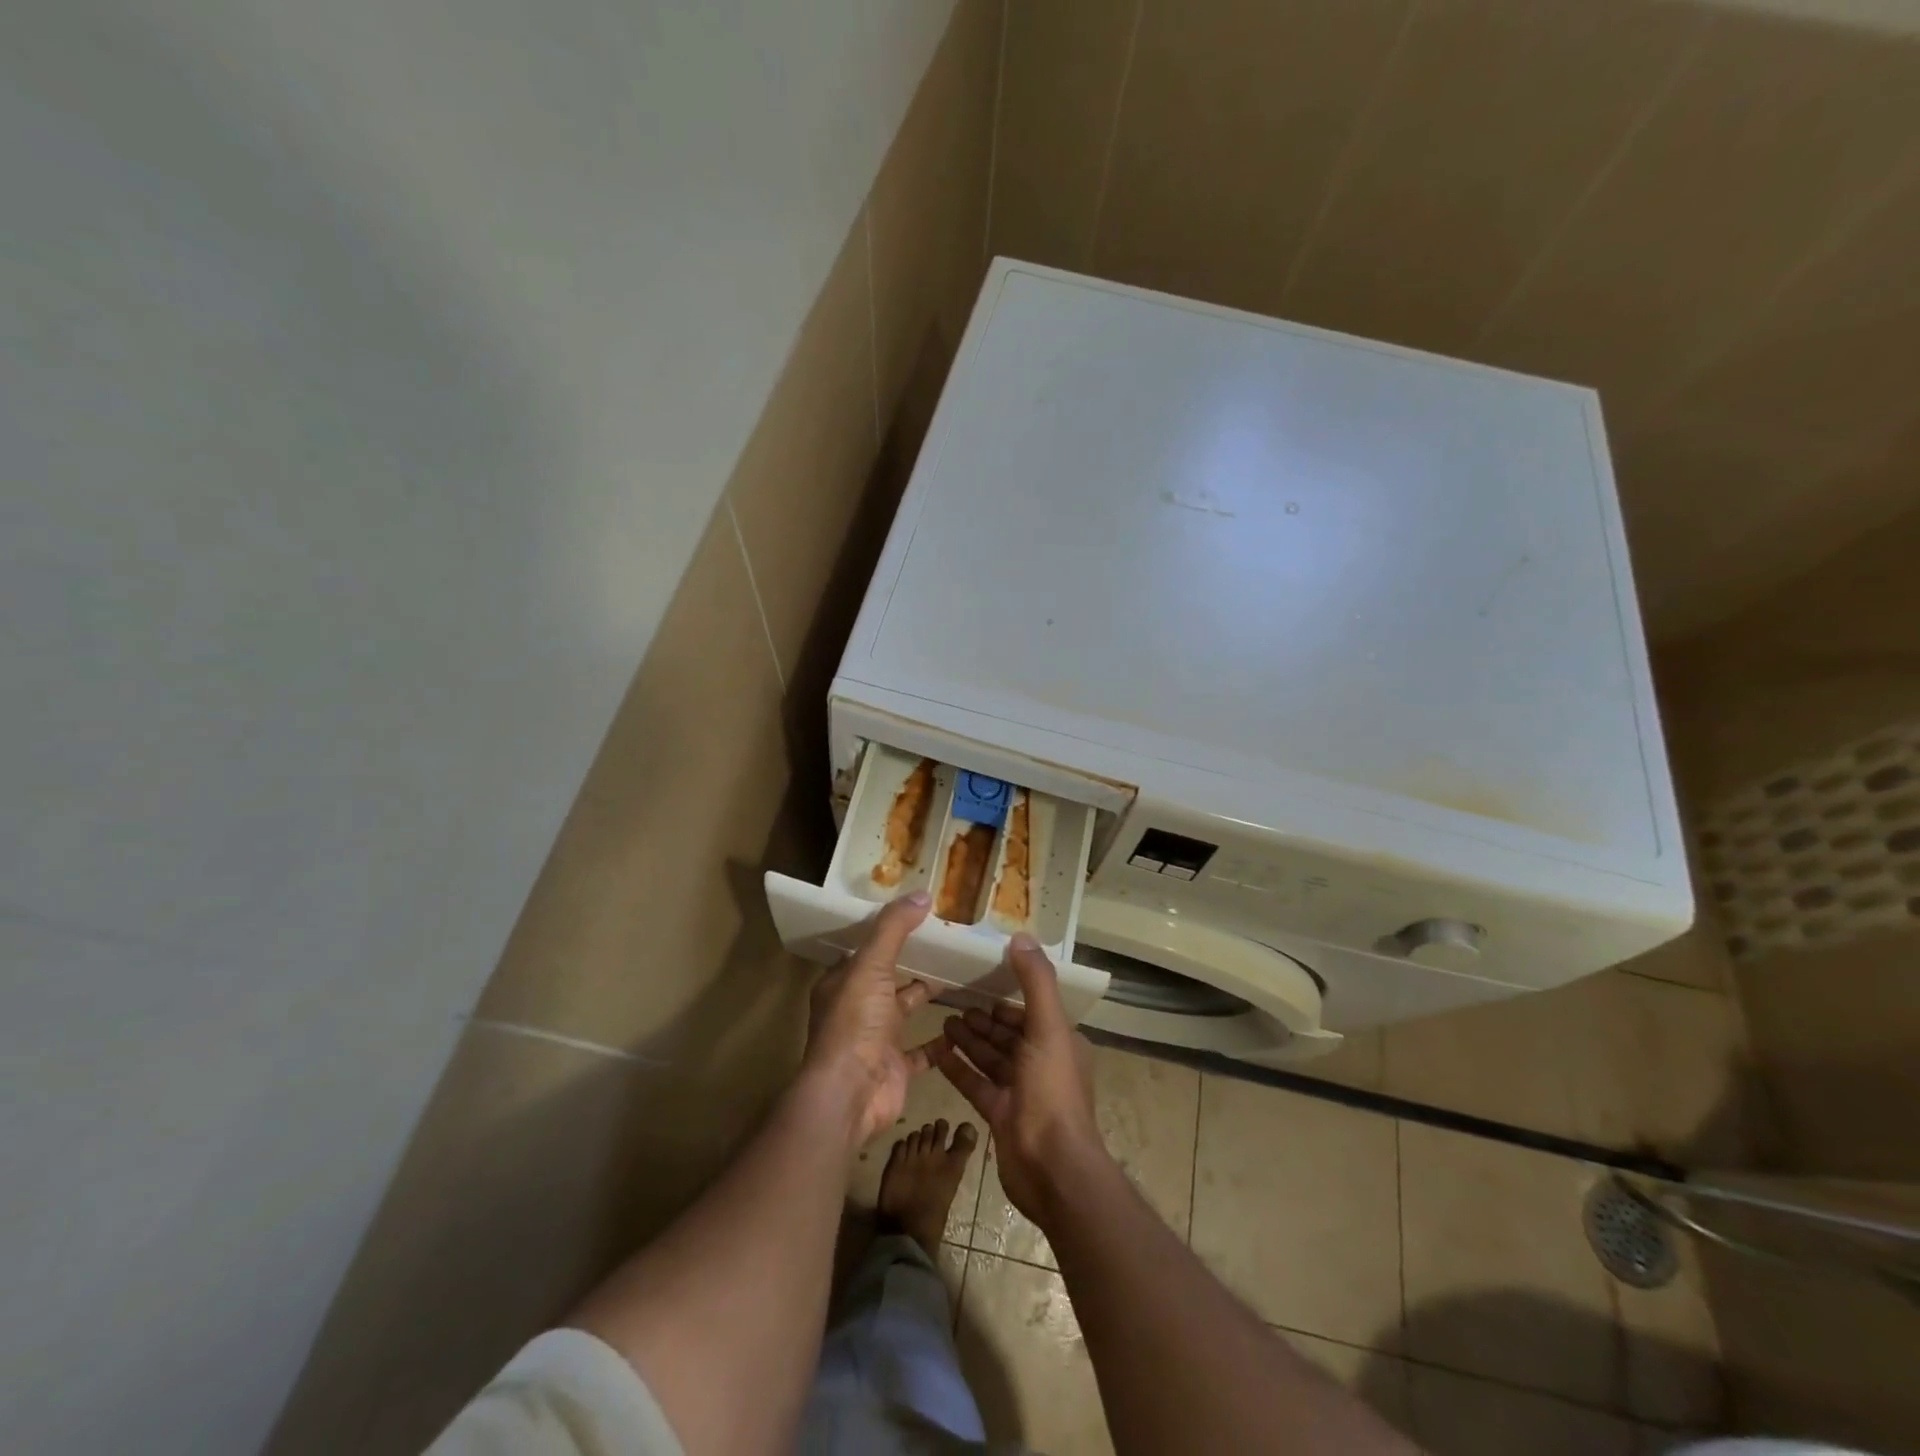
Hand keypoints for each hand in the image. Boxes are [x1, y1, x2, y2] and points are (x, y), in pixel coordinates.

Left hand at [802, 892, 935, 1148]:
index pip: (863, 951)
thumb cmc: (855, 1023)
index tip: (916, 917)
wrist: (850, 1095)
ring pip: (905, 1010)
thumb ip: (894, 929)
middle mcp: (856, 1009)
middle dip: (912, 964)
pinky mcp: (896, 1067)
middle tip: (947, 944)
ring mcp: (876, 1040)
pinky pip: (923, 1050)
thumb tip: (922, 894)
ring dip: (927, 996)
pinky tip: (963, 1025)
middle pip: (887, 979)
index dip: (886, 934)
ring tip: (960, 976)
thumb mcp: (871, 965)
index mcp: (842, 983)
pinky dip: (940, 1041)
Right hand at [932, 933, 1105, 1225]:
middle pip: (1009, 1034)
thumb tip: (1022, 936)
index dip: (1007, 997)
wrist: (1051, 1168)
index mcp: (1059, 1042)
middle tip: (954, 999)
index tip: (981, 978)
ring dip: (970, 1039)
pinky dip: (959, 1067)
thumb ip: (1036, 982)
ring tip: (944, 1019)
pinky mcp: (1000, 1115)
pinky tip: (938, 1050)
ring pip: (991, 1057)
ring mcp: (1021, 1092)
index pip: (1031, 1011)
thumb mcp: (1048, 1028)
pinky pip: (976, 1083)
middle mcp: (1042, 1064)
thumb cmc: (1052, 1091)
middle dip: (984, 1018)